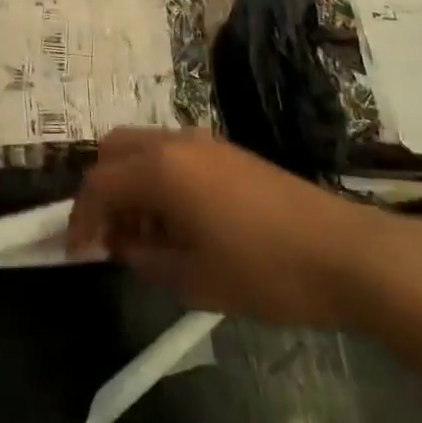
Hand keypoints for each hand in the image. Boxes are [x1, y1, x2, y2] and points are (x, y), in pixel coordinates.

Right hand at [66, 129, 421, 328]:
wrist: (345, 252)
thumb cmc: (264, 270)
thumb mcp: (194, 280)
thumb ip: (146, 258)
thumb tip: (123, 245)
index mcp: (160, 169)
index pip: (99, 183)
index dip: (80, 218)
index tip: (77, 253)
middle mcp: (175, 142)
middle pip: (114, 149)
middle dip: (101, 189)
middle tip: (108, 234)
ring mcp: (204, 142)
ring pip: (143, 147)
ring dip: (130, 182)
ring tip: (143, 233)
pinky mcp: (227, 152)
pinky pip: (172, 154)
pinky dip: (157, 178)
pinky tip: (177, 221)